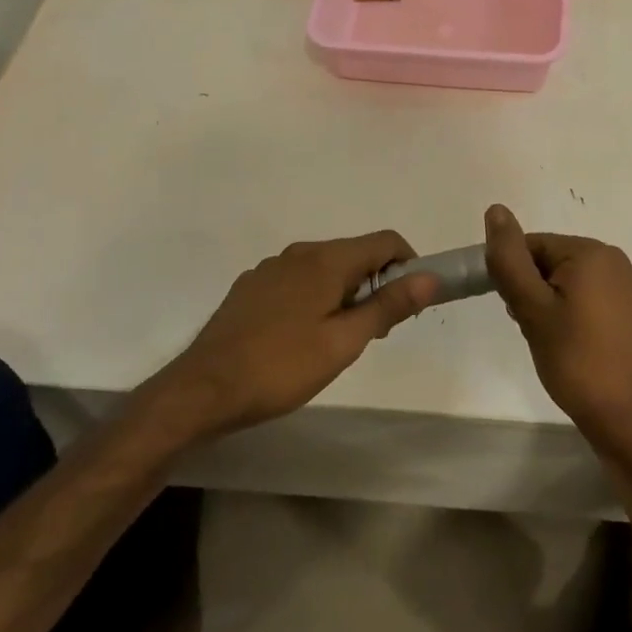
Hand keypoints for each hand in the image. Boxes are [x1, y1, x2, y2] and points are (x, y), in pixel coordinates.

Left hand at [161, 232, 437, 437]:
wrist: (203, 389)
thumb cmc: (281, 367)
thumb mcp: (344, 342)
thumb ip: (388, 306)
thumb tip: (429, 277)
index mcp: (326, 260)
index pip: (385, 241)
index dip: (408, 265)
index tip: (409, 303)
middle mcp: (299, 252)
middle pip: (355, 254)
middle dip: (375, 285)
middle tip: (374, 333)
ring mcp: (270, 268)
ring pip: (325, 269)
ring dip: (345, 293)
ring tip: (336, 341)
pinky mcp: (251, 287)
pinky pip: (297, 281)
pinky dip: (314, 298)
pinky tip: (300, 338)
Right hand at [482, 205, 631, 453]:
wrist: (625, 417)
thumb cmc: (576, 360)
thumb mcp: (533, 308)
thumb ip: (510, 258)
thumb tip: (495, 209)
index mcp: (590, 251)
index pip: (530, 245)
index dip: (513, 276)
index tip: (515, 312)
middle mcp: (609, 258)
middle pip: (545, 260)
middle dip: (528, 291)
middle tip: (533, 329)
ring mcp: (618, 283)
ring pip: (558, 279)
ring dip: (542, 304)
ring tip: (548, 340)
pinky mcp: (620, 306)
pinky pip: (577, 294)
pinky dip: (561, 312)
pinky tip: (562, 342)